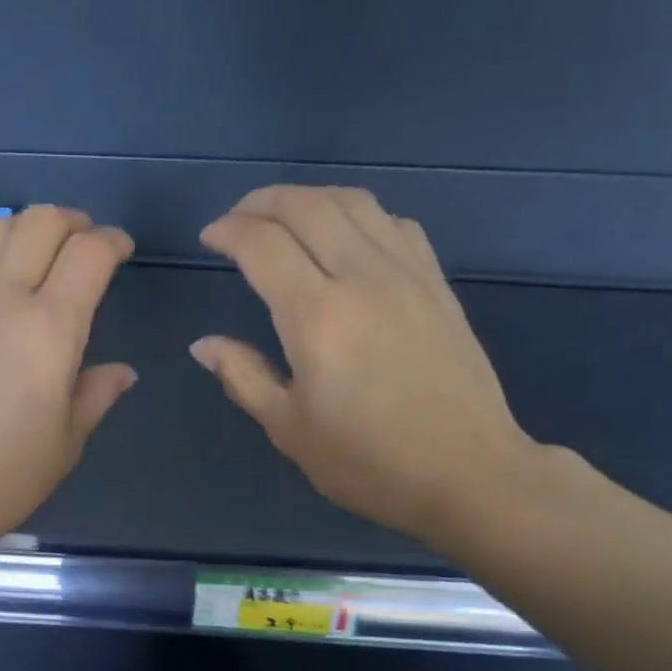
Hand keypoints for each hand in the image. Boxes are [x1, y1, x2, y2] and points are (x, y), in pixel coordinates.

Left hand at [0, 206, 136, 553]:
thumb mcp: (65, 444)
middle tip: (86, 245)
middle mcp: (2, 297)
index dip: (113, 242)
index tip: (122, 251)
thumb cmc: (0, 478)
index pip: (89, 255)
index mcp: (50, 329)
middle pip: (42, 222)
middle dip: (74, 222)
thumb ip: (96, 395)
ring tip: (38, 250)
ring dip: (25, 227)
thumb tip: (121, 372)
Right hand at [192, 186, 549, 546]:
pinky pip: (393, 223)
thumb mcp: (290, 429)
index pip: (262, 245)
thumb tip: (204, 345)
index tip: (209, 238)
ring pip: (353, 203)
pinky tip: (346, 236)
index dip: (229, 231)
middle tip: (237, 219)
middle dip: (262, 202)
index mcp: (316, 316)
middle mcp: (361, 277)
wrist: (466, 472)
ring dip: (309, 198)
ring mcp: (406, 274)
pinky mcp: (436, 283)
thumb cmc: (367, 462)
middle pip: (306, 207)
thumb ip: (243, 377)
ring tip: (284, 216)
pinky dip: (358, 214)